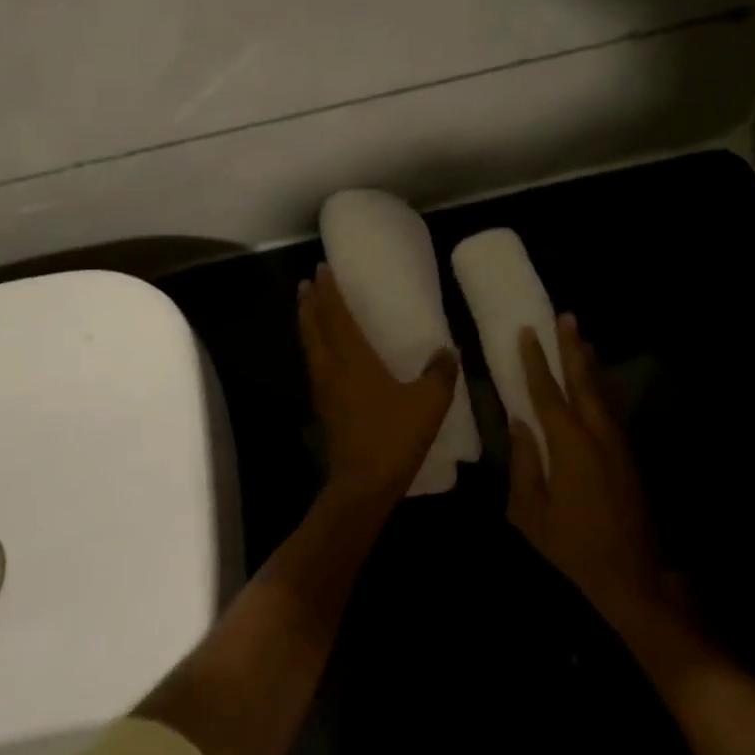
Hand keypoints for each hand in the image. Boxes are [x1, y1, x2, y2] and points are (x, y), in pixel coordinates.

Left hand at [298, 266, 459, 506]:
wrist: (363, 485)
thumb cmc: (394, 437)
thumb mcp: (429, 403)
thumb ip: (440, 373)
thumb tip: (447, 352)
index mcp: (353, 359)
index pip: (335, 315)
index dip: (329, 292)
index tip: (321, 270)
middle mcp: (331, 368)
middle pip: (313, 327)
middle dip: (310, 303)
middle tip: (308, 283)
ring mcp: (323, 390)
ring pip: (310, 346)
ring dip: (307, 323)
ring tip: (308, 308)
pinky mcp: (324, 408)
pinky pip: (315, 365)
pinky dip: (314, 347)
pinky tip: (323, 353)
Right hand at [508, 315, 668, 628]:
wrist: (632, 577)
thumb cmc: (572, 548)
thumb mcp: (531, 512)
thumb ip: (523, 463)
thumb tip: (519, 423)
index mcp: (570, 446)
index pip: (548, 394)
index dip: (536, 362)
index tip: (527, 332)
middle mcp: (598, 435)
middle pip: (583, 382)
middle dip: (572, 349)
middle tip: (566, 317)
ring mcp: (618, 444)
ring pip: (602, 392)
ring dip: (590, 364)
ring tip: (582, 337)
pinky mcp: (629, 456)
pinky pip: (612, 409)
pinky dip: (602, 388)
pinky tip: (598, 382)